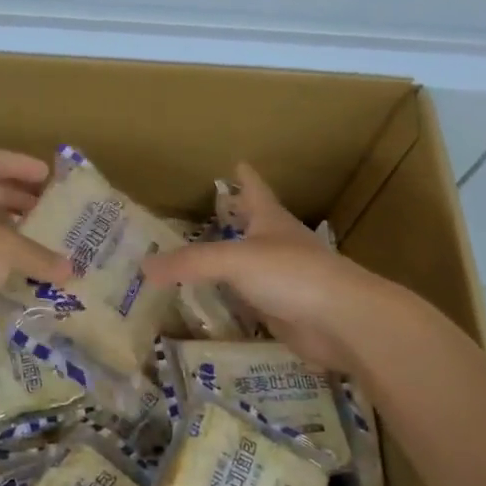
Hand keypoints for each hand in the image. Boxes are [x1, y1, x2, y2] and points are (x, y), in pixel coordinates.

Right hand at [143, 163, 398, 373]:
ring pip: (248, 265)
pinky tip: (214, 302)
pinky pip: (249, 301)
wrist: (342, 322)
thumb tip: (143, 267)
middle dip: (234, 218)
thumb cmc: (292, 274)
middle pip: (253, 226)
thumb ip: (190, 262)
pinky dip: (232, 299)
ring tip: (200, 258)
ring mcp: (282, 280)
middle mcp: (277, 246)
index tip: (237, 162)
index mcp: (271, 221)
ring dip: (229, 261)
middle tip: (209, 212)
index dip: (245, 177)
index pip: (255, 190)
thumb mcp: (235, 260)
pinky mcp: (282, 311)